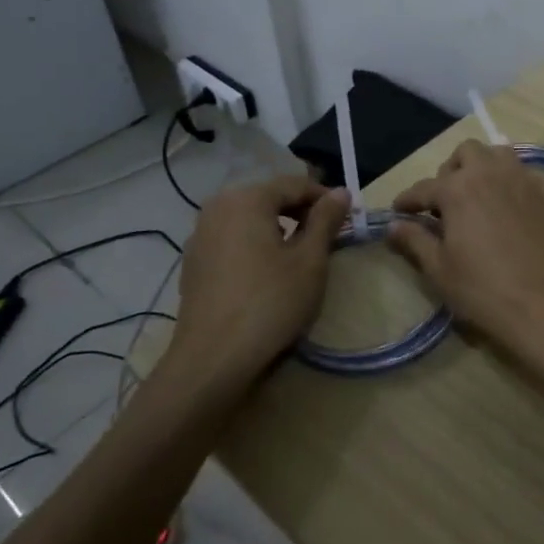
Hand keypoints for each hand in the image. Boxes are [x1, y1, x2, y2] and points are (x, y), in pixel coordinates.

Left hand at [171, 175, 349, 380]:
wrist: (213, 359)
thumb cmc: (270, 303)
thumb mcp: (310, 260)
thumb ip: (326, 220)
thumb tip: (341, 191)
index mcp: (246, 199)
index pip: (294, 184)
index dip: (325, 197)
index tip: (349, 217)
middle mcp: (217, 208)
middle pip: (269, 198)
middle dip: (301, 211)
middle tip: (328, 235)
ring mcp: (200, 236)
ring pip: (249, 219)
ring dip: (278, 228)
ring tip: (302, 254)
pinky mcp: (194, 263)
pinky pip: (233, 240)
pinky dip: (256, 245)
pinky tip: (269, 272)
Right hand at [388, 141, 543, 366]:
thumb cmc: (485, 291)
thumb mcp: (440, 270)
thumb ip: (415, 241)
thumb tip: (393, 225)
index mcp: (458, 188)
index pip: (424, 188)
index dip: (408, 200)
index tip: (399, 211)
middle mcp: (492, 172)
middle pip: (466, 153)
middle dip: (450, 172)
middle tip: (444, 203)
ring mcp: (526, 180)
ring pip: (499, 155)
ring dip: (483, 169)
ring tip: (477, 199)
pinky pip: (525, 174)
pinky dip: (511, 182)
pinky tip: (510, 209)